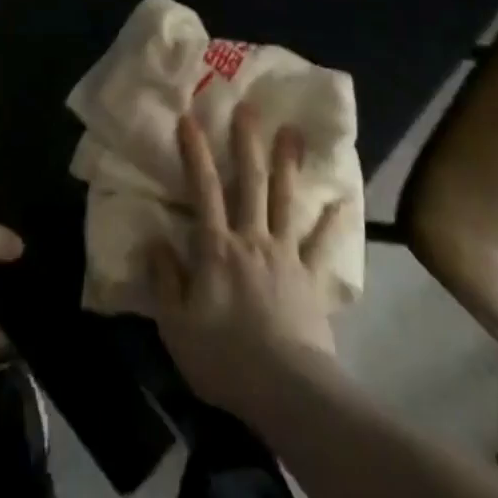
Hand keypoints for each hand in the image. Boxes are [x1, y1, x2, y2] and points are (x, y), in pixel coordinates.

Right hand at [148, 102, 345, 415]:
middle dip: (248, 142)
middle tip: (250, 107)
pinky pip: (323, 246)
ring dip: (288, 164)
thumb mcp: (176, 325)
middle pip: (250, 182)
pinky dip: (332, 223)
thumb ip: (165, 280)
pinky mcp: (312, 279)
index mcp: (217, 247)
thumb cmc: (223, 357)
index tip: (190, 118)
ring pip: (286, 200)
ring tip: (293, 131)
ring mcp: (286, 255)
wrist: (285, 390)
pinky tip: (343, 202)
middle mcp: (252, 238)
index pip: (203, 189)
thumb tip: (155, 241)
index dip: (195, 152)